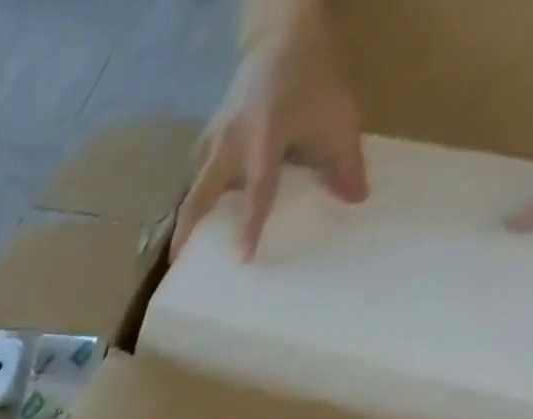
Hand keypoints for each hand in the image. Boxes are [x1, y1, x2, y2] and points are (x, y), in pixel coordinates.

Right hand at [173, 10, 365, 260]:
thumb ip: (346, 160)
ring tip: (183, 248)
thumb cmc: (313, 79)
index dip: (249, 227)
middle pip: (197, 201)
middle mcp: (228, 148)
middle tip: (176, 265)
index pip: (257, 193)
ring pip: (191, 191)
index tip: (241, 260)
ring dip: (186, 220)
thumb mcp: (337, 116)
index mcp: (264, 141)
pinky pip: (195, 177)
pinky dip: (196, 197)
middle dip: (185, 233)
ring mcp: (210, 145)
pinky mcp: (202, 142)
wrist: (283, 38)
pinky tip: (200, 212)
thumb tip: (356, 199)